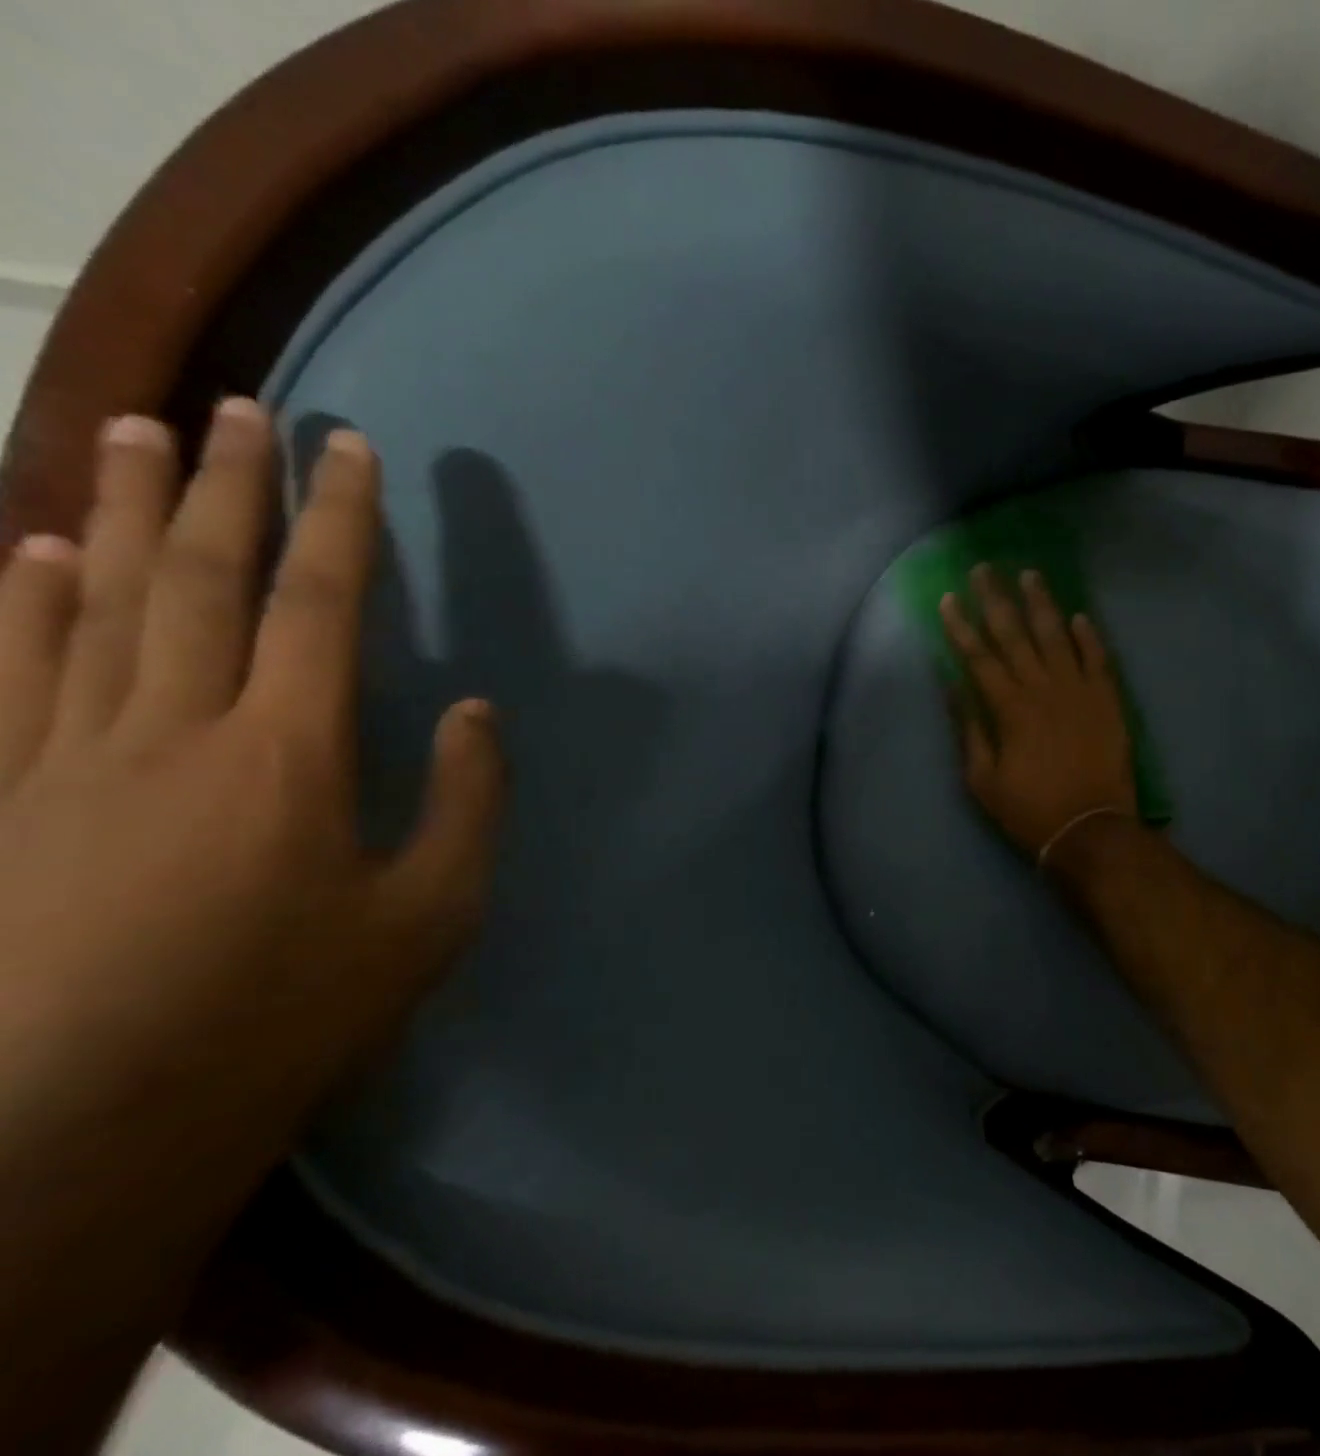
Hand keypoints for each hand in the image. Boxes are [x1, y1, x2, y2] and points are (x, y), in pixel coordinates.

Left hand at [0, 400, 504, 1137]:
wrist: (79, 1129)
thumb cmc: (289, 1012)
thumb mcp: (428, 916)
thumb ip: (464, 804)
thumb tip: (476, 712)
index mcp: (287, 755)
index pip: (320, 606)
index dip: (342, 522)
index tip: (353, 450)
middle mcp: (171, 729)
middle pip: (201, 581)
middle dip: (229, 487)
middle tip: (238, 407)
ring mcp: (64, 758)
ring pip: (95, 604)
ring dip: (121, 513)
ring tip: (135, 434)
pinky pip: (9, 671)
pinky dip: (17, 599)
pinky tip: (28, 550)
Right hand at [940, 564, 1136, 860]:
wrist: (1091, 829)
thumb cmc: (1030, 809)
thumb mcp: (983, 780)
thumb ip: (969, 729)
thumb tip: (953, 686)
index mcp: (1009, 707)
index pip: (978, 657)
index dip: (960, 626)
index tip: (946, 598)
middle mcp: (1043, 687)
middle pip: (1015, 634)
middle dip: (996, 599)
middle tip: (984, 568)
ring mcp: (1079, 690)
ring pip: (1057, 635)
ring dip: (1042, 604)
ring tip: (1030, 575)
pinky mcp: (1108, 700)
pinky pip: (1098, 658)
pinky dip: (1089, 636)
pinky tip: (1079, 616)